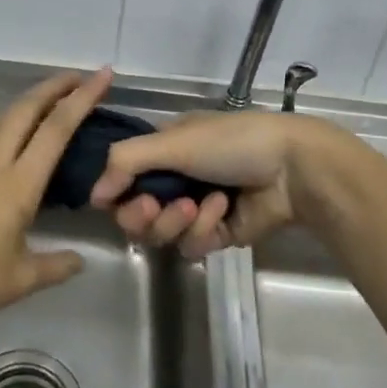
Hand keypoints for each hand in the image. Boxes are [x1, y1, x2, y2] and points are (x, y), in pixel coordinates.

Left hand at [0, 68, 111, 340]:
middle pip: (26, 108)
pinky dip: (8, 119)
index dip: (82, 98)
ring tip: (51, 97)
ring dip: (29, 99)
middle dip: (54, 86)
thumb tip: (81, 260)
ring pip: (2, 115)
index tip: (101, 76)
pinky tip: (14, 131)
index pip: (56, 129)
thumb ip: (56, 265)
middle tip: (79, 77)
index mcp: (17, 185)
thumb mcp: (21, 281)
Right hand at [90, 110, 334, 260]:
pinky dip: (204, 230)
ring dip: (177, 220)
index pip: (122, 180)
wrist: (292, 169)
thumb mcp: (174, 141)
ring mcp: (197, 208)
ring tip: (200, 204)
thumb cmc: (231, 143)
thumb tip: (94, 195)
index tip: (121, 198)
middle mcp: (175, 178)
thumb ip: (126, 162)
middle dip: (144, 214)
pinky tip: (223, 210)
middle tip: (157, 205)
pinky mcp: (218, 234)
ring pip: (162, 234)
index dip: (117, 194)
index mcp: (164, 149)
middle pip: (136, 214)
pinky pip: (192, 246)